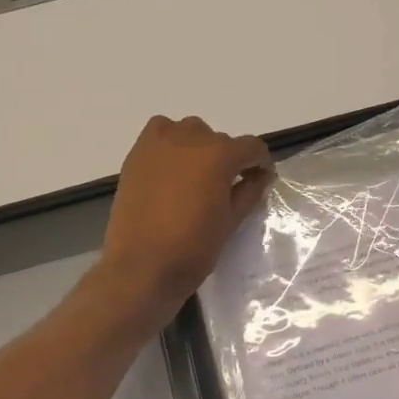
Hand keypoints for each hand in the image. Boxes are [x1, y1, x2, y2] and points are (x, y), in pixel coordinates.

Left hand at [100, 115, 274, 316]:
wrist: (141, 267)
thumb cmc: (193, 249)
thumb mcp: (231, 221)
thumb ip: (249, 191)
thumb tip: (260, 176)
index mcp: (219, 156)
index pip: (251, 147)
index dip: (260, 163)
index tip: (259, 180)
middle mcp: (191, 138)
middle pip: (220, 140)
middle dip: (229, 160)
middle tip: (226, 187)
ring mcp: (160, 143)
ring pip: (191, 132)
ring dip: (200, 147)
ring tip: (196, 177)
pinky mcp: (137, 154)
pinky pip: (160, 132)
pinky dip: (171, 141)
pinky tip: (171, 166)